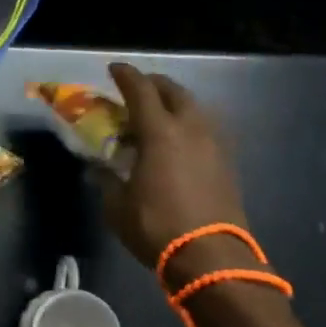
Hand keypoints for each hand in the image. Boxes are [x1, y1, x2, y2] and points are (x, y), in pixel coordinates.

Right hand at [101, 62, 253, 280]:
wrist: (212, 257)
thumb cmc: (157, 226)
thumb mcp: (117, 205)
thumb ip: (107, 179)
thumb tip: (98, 168)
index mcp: (160, 132)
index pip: (140, 90)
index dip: (125, 75)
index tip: (113, 69)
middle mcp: (190, 128)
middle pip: (173, 91)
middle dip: (153, 84)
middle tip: (135, 90)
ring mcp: (213, 144)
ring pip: (193, 108)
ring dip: (174, 103)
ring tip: (157, 116)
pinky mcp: (227, 162)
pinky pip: (204, 128)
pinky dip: (188, 124)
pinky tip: (177, 141)